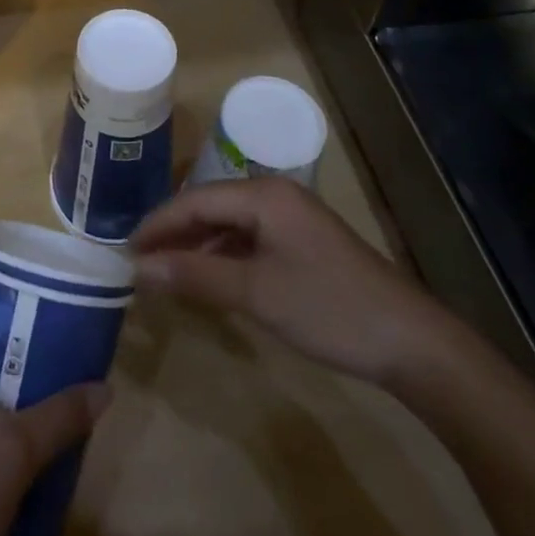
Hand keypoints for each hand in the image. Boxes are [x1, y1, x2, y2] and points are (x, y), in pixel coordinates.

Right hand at [131, 177, 463, 383]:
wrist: (411, 341)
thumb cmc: (328, 308)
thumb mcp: (256, 293)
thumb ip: (195, 276)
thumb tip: (139, 269)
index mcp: (263, 194)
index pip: (194, 200)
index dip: (157, 224)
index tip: (124, 250)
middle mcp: (274, 195)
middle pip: (210, 207)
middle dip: (174, 234)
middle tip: (138, 263)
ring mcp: (292, 220)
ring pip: (229, 225)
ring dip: (197, 247)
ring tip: (164, 273)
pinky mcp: (303, 245)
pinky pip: (249, 241)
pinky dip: (223, 258)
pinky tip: (209, 280)